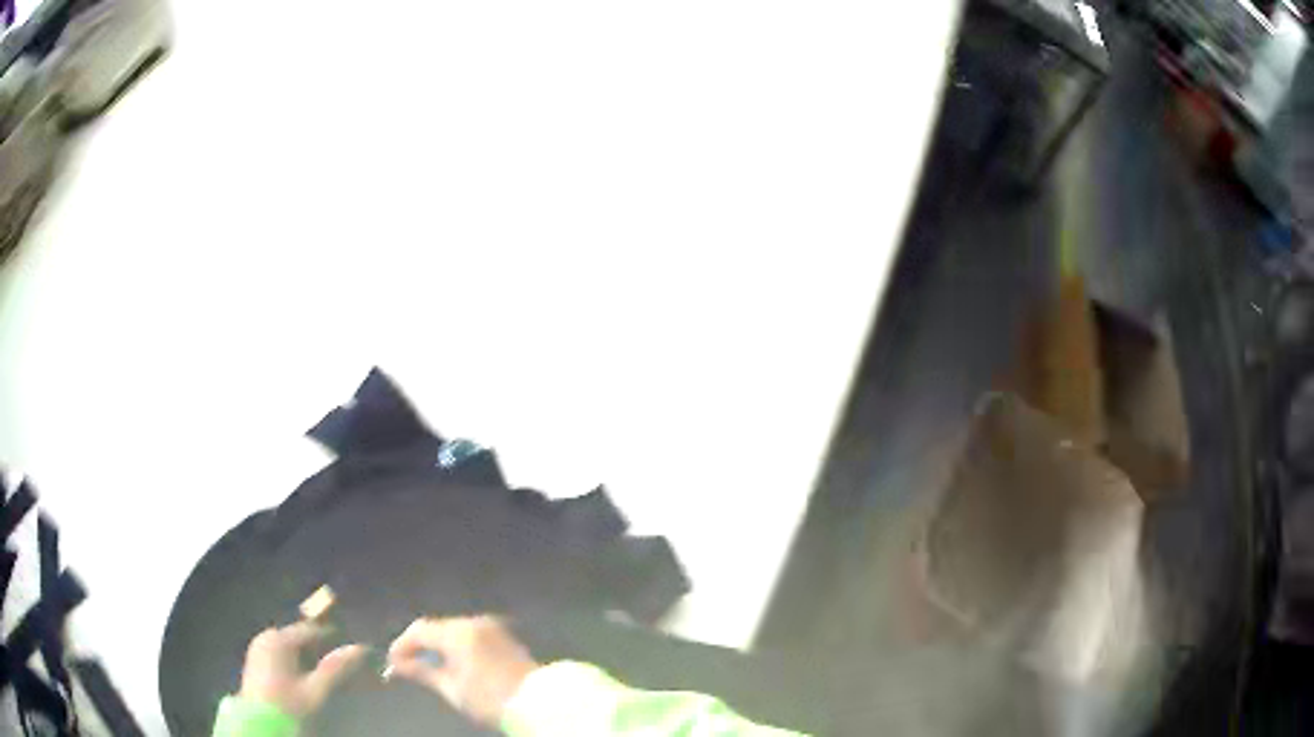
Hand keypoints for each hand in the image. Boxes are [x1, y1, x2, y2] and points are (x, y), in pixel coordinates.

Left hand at [239, 623, 366, 717]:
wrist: (260, 723)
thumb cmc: (288, 705)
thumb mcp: (316, 690)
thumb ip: (336, 669)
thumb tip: (360, 648)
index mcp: (279, 639)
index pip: (310, 630)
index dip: (331, 637)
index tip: (350, 645)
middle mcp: (266, 637)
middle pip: (298, 638)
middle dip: (318, 648)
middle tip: (338, 661)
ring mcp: (258, 649)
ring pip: (289, 647)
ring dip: (306, 656)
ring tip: (324, 671)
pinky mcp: (255, 661)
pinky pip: (280, 654)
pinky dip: (294, 661)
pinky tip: (304, 676)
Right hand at [387, 615, 540, 726]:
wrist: (539, 703)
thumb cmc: (491, 700)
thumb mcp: (452, 689)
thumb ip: (422, 673)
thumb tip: (396, 666)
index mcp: (458, 633)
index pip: (419, 630)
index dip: (402, 645)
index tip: (393, 662)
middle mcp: (474, 622)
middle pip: (437, 627)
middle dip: (421, 645)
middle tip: (409, 665)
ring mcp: (492, 627)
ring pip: (454, 630)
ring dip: (439, 644)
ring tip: (430, 667)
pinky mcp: (504, 635)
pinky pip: (471, 634)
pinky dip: (457, 645)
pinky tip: (454, 663)